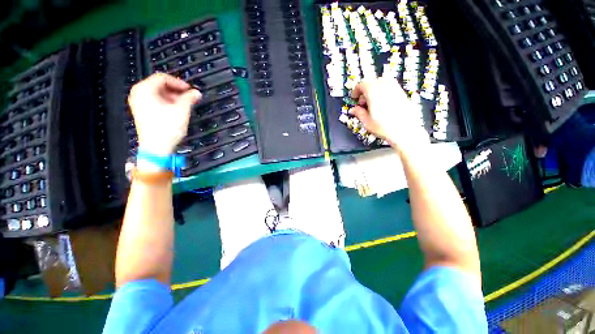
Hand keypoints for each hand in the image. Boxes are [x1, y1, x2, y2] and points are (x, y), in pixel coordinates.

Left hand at [128, 73, 201, 154]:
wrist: (157, 147)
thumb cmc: (168, 127)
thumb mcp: (181, 110)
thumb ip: (189, 98)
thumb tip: (197, 92)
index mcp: (145, 89)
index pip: (163, 78)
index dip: (179, 82)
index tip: (191, 90)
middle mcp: (138, 93)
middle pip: (160, 85)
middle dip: (177, 90)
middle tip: (189, 98)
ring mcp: (138, 103)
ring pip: (158, 93)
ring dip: (173, 97)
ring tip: (185, 105)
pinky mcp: (142, 111)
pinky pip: (155, 101)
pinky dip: (167, 102)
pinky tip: (176, 109)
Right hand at [349, 77, 429, 153]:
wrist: (405, 131)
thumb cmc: (384, 127)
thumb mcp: (366, 122)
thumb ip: (359, 113)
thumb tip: (354, 109)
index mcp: (373, 91)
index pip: (361, 85)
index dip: (356, 91)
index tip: (355, 99)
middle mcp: (385, 86)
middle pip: (372, 82)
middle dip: (365, 91)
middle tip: (364, 103)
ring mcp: (395, 88)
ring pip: (382, 83)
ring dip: (375, 90)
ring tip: (374, 103)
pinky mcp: (403, 93)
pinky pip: (391, 87)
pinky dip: (384, 92)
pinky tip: (384, 104)